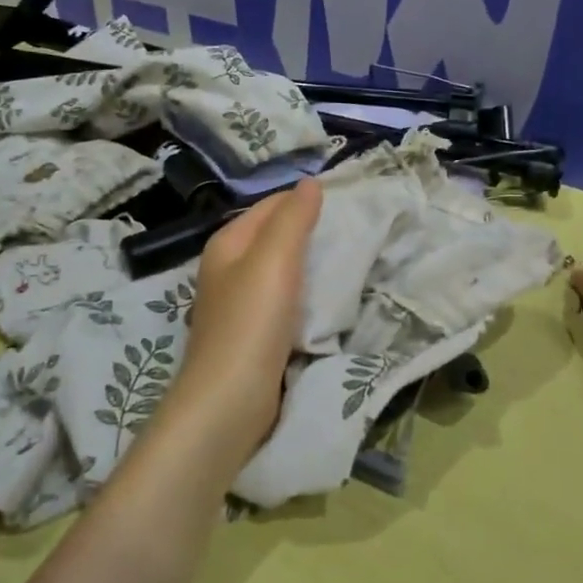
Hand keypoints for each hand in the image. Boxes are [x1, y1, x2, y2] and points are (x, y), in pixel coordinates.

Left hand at [170, 178, 322, 454]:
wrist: (230, 400)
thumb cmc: (251, 322)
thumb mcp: (274, 260)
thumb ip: (292, 219)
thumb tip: (310, 182)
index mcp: (227, 243)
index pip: (271, 205)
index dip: (304, 199)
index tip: (347, 201)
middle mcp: (228, 268)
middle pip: (274, 237)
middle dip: (310, 231)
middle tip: (355, 231)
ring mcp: (238, 304)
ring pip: (281, 270)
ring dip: (310, 265)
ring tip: (349, 260)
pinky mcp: (252, 334)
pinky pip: (284, 301)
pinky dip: (305, 295)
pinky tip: (327, 300)